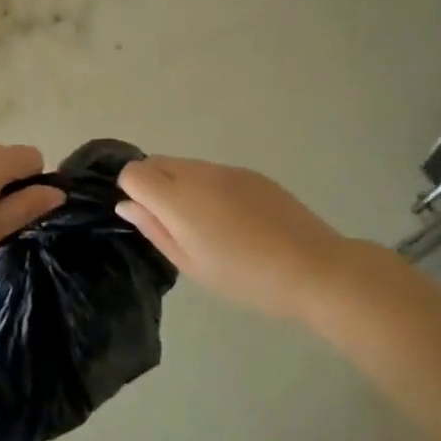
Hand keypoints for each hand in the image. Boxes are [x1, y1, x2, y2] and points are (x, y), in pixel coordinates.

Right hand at [116, 156, 354, 318]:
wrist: (314, 268)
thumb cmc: (246, 278)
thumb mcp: (192, 265)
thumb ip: (155, 229)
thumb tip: (126, 205)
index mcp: (179, 199)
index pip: (134, 173)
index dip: (132, 192)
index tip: (148, 219)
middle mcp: (198, 174)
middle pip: (156, 162)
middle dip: (151, 184)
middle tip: (171, 224)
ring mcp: (227, 169)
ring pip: (185, 165)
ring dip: (179, 185)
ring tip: (205, 224)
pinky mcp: (250, 173)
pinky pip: (212, 171)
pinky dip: (207, 186)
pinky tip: (232, 219)